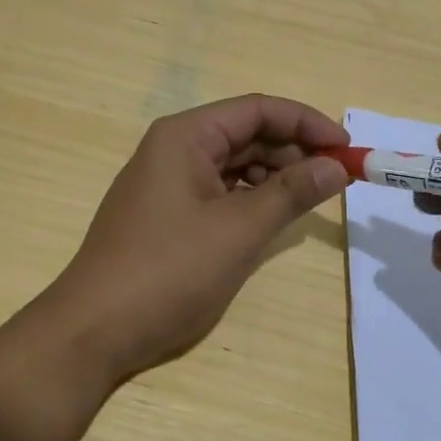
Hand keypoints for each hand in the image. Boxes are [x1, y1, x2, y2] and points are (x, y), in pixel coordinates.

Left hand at [36, 95, 349, 385]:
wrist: (94, 331)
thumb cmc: (169, 271)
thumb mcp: (239, 230)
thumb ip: (291, 192)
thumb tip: (337, 166)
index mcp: (186, 136)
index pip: (258, 109)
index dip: (307, 123)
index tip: (346, 149)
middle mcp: (174, 148)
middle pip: (246, 133)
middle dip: (293, 151)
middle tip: (336, 179)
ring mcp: (167, 182)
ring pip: (234, 164)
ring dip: (274, 175)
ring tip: (310, 199)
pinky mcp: (166, 214)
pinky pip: (218, 191)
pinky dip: (250, 198)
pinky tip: (273, 217)